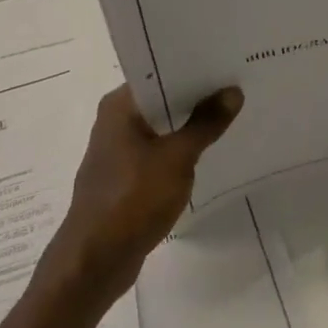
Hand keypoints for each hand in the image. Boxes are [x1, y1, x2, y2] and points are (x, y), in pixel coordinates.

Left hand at [47, 84, 241, 305]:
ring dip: (187, 126)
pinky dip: (177, 151)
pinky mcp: (123, 178)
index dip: (192, 68)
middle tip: (234, 86)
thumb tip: (233, 91)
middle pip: (161, 98)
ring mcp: (117, 151)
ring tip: (226, 115)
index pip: (159, 72)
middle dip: (195, 97)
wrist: (93, 264)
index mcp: (120, 104)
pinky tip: (204, 153)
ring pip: (160, 127)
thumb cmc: (132, 199)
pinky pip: (156, 152)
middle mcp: (114, 120)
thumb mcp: (177, 158)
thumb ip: (206, 123)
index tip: (224, 63)